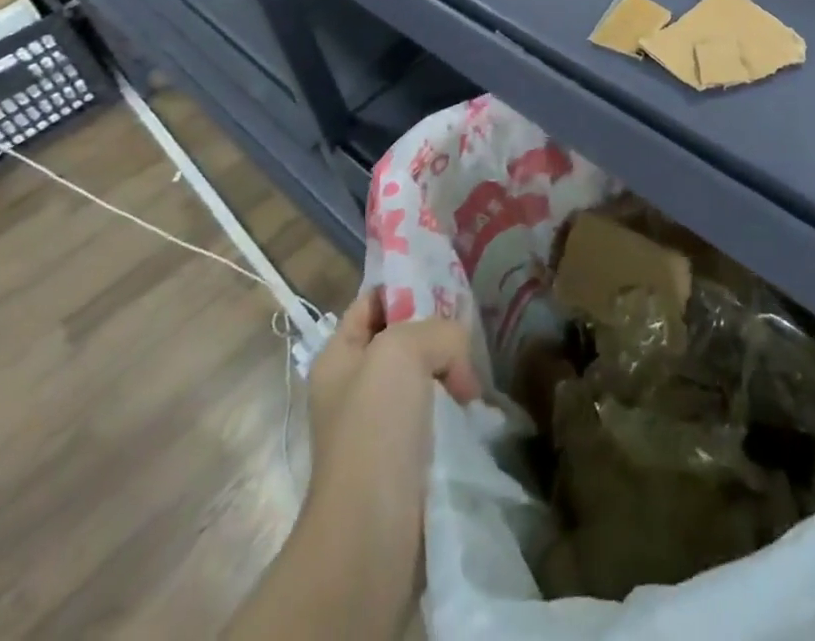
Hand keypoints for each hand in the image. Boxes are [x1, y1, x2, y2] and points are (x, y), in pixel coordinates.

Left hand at [307, 288, 482, 505]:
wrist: (371, 531)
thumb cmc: (374, 427)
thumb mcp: (403, 349)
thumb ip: (439, 331)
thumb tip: (459, 368)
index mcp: (338, 356)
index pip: (373, 300)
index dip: (406, 286)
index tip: (448, 284)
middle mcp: (354, 386)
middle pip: (404, 337)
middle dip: (438, 333)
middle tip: (469, 334)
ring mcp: (378, 425)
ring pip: (425, 377)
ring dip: (452, 374)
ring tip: (474, 379)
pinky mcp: (404, 458)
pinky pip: (436, 415)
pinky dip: (457, 409)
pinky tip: (475, 410)